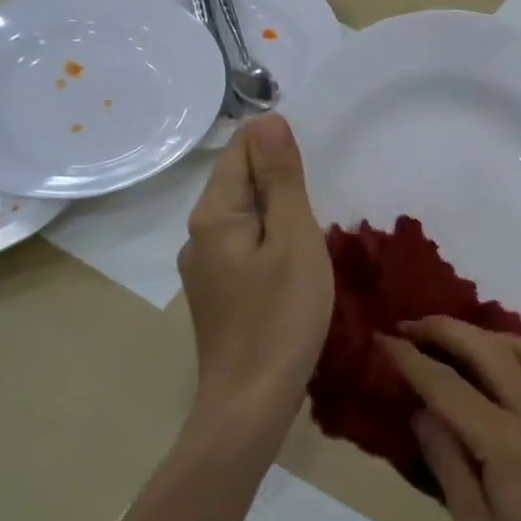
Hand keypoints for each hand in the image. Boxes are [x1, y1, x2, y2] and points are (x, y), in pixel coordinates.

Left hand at [178, 115, 331, 438]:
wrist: (252, 400)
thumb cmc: (281, 317)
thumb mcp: (293, 239)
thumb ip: (280, 180)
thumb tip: (267, 119)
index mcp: (213, 215)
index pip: (240, 150)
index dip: (277, 146)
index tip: (314, 167)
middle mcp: (198, 235)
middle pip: (239, 184)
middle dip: (279, 181)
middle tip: (322, 200)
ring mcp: (203, 268)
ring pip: (244, 220)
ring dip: (277, 215)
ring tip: (313, 232)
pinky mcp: (216, 294)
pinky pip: (244, 249)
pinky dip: (270, 245)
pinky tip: (293, 265)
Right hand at [379, 319, 520, 520]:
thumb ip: (448, 464)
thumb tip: (421, 413)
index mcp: (505, 439)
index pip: (446, 385)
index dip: (410, 359)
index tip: (382, 339)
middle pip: (485, 348)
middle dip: (442, 329)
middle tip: (409, 325)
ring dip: (484, 334)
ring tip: (456, 341)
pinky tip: (511, 367)